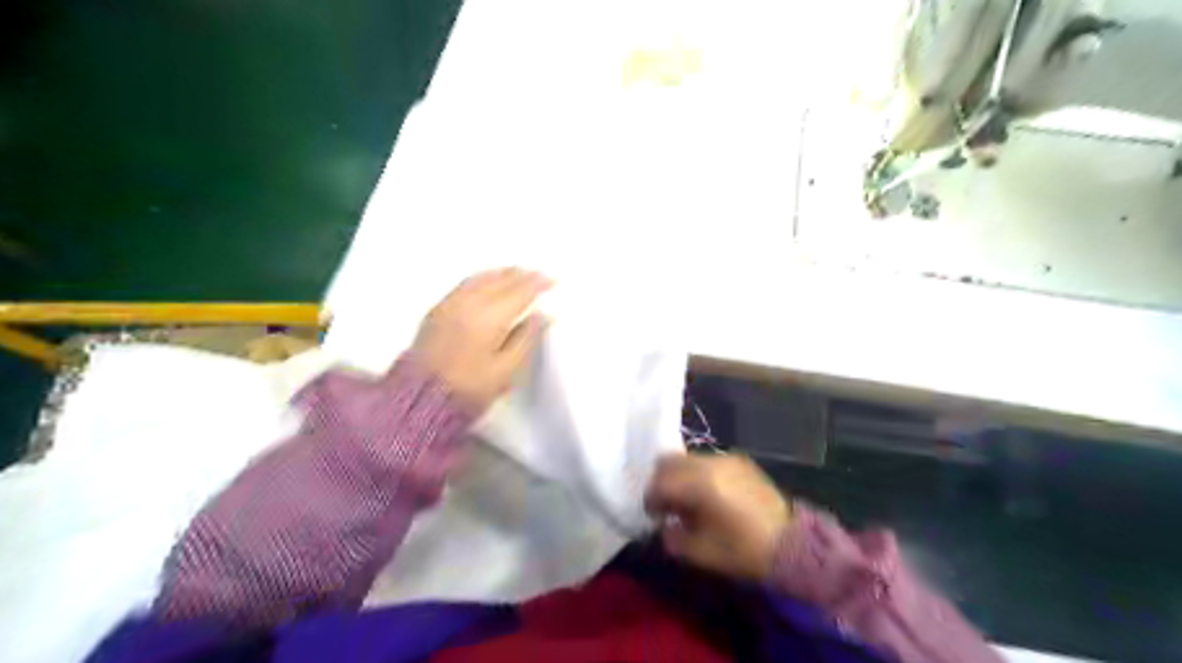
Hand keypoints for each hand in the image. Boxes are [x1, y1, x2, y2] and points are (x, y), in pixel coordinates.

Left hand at [411, 267, 550, 412]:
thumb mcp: (507, 370)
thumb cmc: (470, 388)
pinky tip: (489, 281)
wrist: (420, 398)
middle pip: (501, 280)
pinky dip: (484, 277)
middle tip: (539, 274)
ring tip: (518, 273)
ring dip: (503, 273)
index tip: (553, 281)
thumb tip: (543, 316)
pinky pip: (466, 283)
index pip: (520, 292)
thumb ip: (527, 339)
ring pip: (482, 278)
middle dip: (522, 275)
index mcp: (490, 317)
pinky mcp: (437, 310)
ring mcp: (450, 303)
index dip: (538, 284)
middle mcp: (469, 303)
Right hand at [645, 457, 793, 580]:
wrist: (792, 544)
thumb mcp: (701, 553)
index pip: (660, 482)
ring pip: (687, 458)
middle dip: (661, 482)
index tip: (654, 517)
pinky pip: (707, 461)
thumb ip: (673, 537)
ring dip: (679, 476)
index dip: (651, 500)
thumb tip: (665, 526)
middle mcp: (710, 464)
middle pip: (669, 461)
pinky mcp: (740, 460)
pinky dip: (698, 473)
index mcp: (699, 485)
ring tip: (687, 500)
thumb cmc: (744, 552)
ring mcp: (726, 459)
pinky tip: (708, 495)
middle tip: (666, 505)